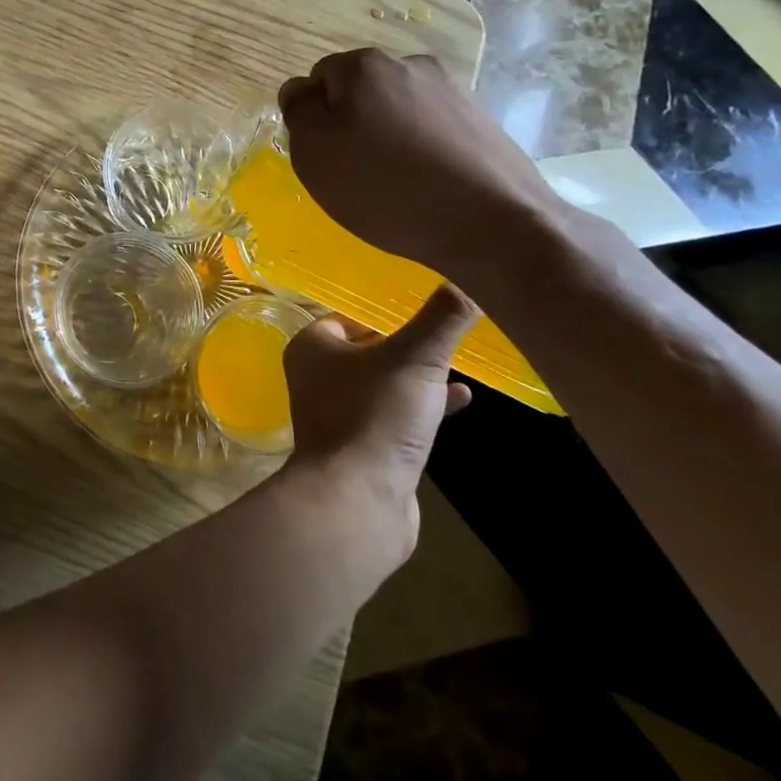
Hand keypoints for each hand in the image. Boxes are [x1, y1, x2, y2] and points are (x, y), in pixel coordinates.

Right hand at [277, 48, 560, 281]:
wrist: (493, 224)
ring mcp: (452, 89)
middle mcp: (410, 63)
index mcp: (364, 65)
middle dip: (352, 123)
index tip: (327, 157)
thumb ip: (298, 110)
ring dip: (388, 135)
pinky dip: (422, 148)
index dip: (315, 119)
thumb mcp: (314, 151)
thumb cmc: (384, 187)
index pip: (318, 79)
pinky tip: (428, 183)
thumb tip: (302, 90)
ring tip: (396, 182)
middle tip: (356, 172)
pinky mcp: (481, 119)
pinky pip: (432, 127)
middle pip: (360, 91)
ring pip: (398, 109)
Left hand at [283, 287, 478, 560]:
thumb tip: (468, 279)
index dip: (385, 310)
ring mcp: (340, 414)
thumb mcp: (415, 357)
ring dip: (418, 374)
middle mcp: (318, 377)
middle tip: (446, 329)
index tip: (424, 302)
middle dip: (406, 342)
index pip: (350, 315)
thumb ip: (442, 319)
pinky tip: (462, 398)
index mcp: (312, 347)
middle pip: (368, 349)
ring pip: (384, 382)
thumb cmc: (375, 415)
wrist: (359, 501)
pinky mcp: (364, 447)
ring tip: (459, 360)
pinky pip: (396, 414)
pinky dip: (424, 405)